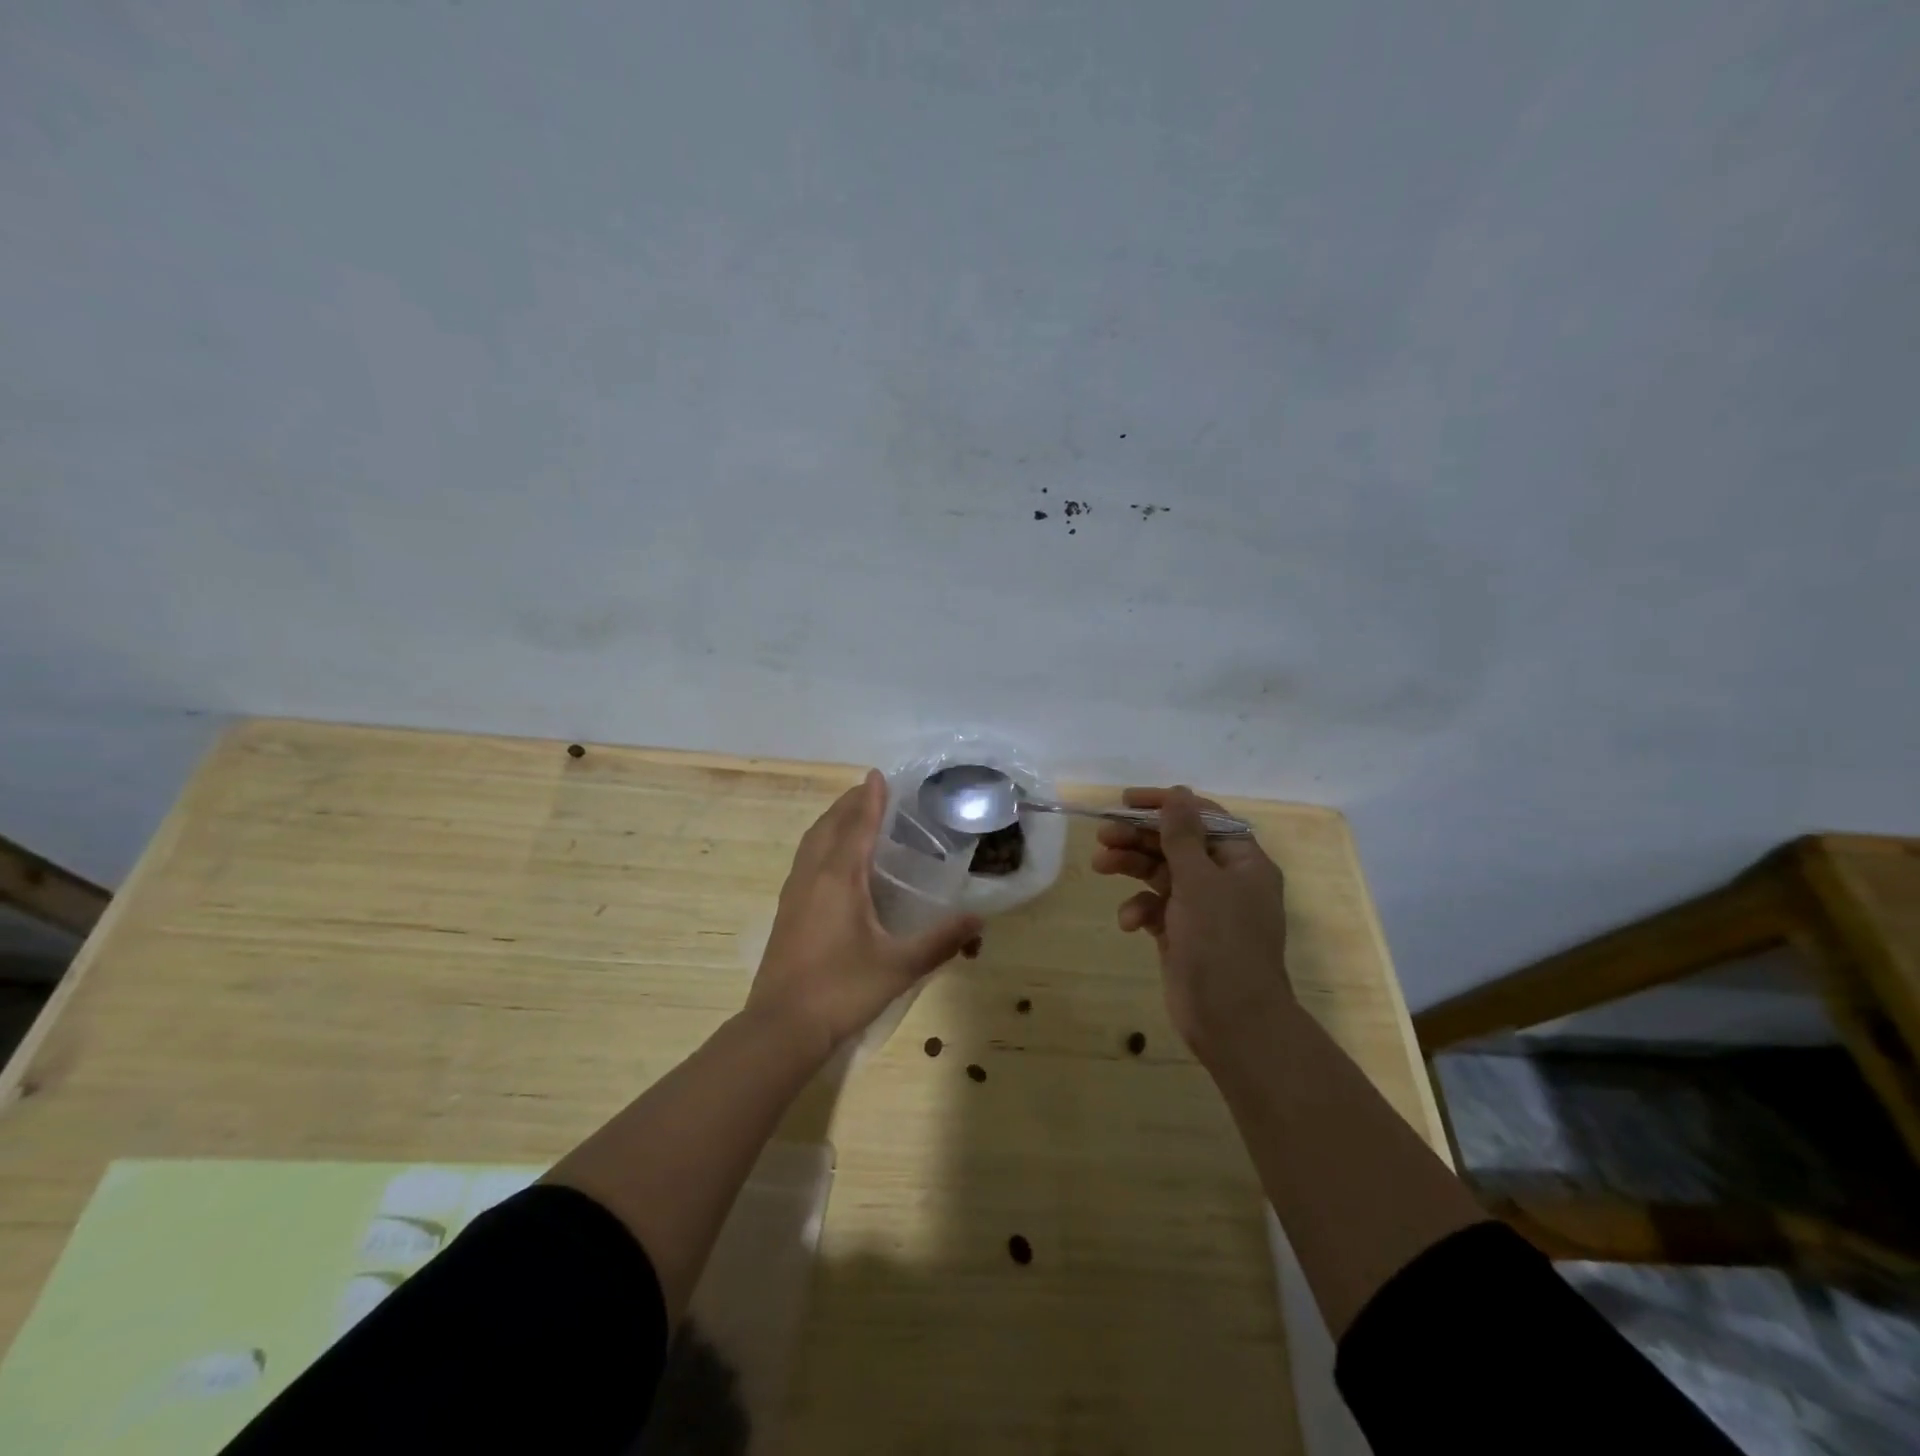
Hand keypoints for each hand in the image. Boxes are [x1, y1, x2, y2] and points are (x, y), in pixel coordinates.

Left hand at [750, 769, 983, 1057]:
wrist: (782, 1026)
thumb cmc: (842, 989)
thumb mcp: (899, 966)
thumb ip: (940, 941)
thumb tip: (979, 919)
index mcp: (839, 878)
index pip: (857, 826)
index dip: (870, 799)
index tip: (878, 774)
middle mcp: (813, 876)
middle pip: (829, 826)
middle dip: (849, 803)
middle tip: (871, 790)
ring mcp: (794, 893)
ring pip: (812, 841)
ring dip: (832, 821)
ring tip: (851, 814)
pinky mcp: (786, 911)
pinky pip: (805, 859)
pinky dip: (820, 843)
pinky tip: (830, 860)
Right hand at [1091, 786, 1293, 1057]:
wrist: (1232, 1020)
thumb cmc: (1221, 942)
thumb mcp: (1199, 881)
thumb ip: (1182, 835)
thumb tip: (1177, 793)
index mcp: (1242, 861)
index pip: (1203, 817)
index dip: (1166, 805)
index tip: (1127, 801)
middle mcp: (1225, 880)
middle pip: (1177, 844)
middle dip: (1139, 838)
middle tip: (1103, 835)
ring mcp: (1203, 909)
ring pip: (1161, 874)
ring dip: (1132, 867)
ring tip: (1100, 865)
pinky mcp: (1183, 934)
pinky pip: (1157, 908)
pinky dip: (1140, 909)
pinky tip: (1129, 922)